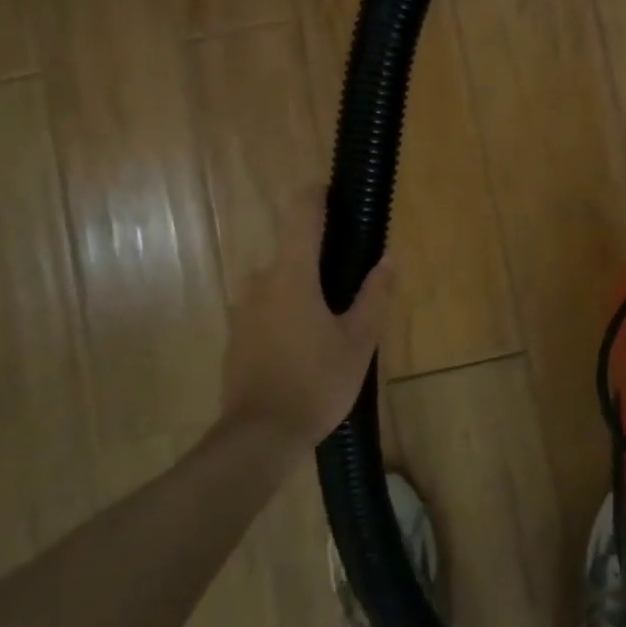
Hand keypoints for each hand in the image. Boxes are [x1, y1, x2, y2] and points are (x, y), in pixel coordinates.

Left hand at [218, 190, 394, 448]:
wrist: (259, 437)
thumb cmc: (316, 383)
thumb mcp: (358, 341)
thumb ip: (374, 295)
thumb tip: (388, 259)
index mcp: (292, 275)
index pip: (301, 215)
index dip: (316, 194)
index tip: (334, 189)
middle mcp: (261, 282)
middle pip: (292, 250)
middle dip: (321, 255)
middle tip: (353, 277)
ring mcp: (244, 310)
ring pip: (280, 281)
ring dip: (305, 286)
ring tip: (335, 316)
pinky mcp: (237, 336)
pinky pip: (268, 307)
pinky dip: (289, 310)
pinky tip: (308, 342)